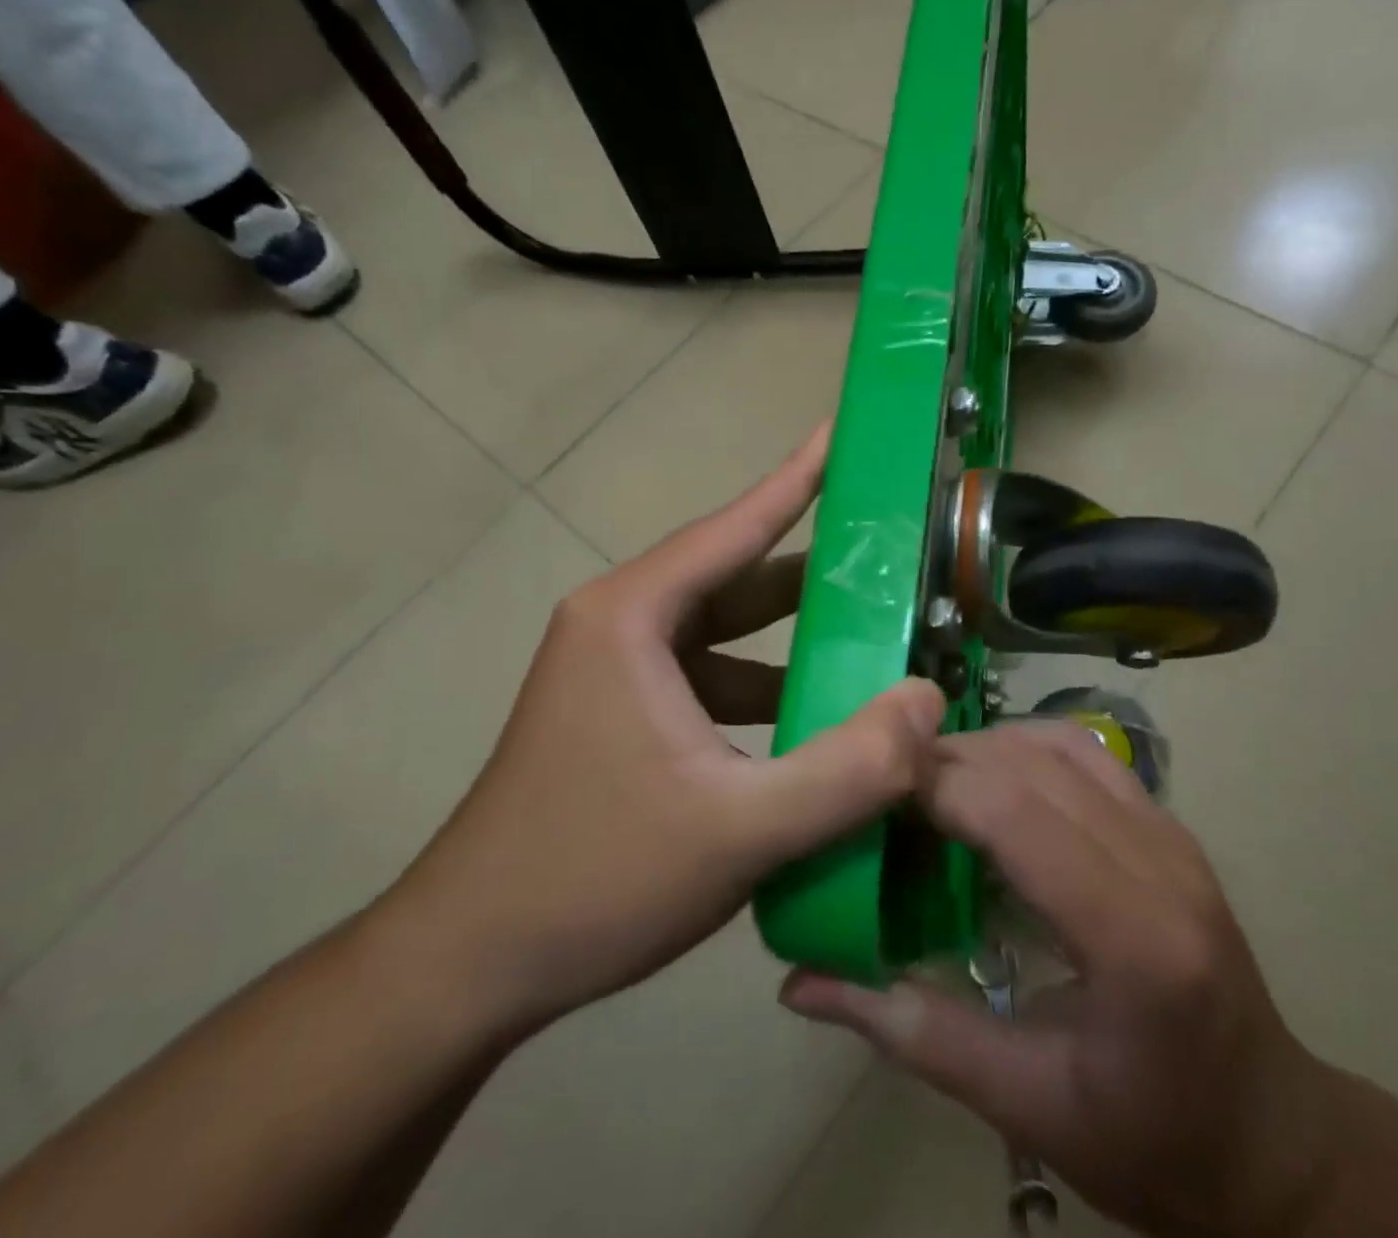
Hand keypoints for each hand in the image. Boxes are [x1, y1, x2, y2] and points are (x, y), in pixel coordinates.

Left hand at [379, 426, 946, 1041]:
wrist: (468, 964)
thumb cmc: (594, 879)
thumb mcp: (740, 829)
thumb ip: (848, 768)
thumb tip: (929, 702)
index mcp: (632, 617)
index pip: (734, 528)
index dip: (796, 480)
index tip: (841, 433)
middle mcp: (619, 625)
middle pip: (734, 579)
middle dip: (813, 572)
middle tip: (893, 558)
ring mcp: (615, 671)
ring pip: (723, 634)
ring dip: (792, 639)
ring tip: (874, 641)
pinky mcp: (619, 714)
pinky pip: (707, 678)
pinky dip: (762, 687)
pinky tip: (813, 721)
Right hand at [780, 720, 1338, 1236]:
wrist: (1274, 1142)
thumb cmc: (1153, 1141)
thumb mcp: (1026, 1106)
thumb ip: (913, 1033)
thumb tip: (801, 985)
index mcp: (1133, 938)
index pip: (1015, 815)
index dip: (934, 787)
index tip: (868, 796)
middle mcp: (1161, 862)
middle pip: (1031, 766)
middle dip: (947, 760)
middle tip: (883, 790)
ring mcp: (1173, 834)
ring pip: (1060, 744)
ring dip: (985, 746)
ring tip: (930, 784)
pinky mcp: (1170, 826)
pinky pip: (1087, 755)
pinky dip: (1026, 749)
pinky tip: (991, 784)